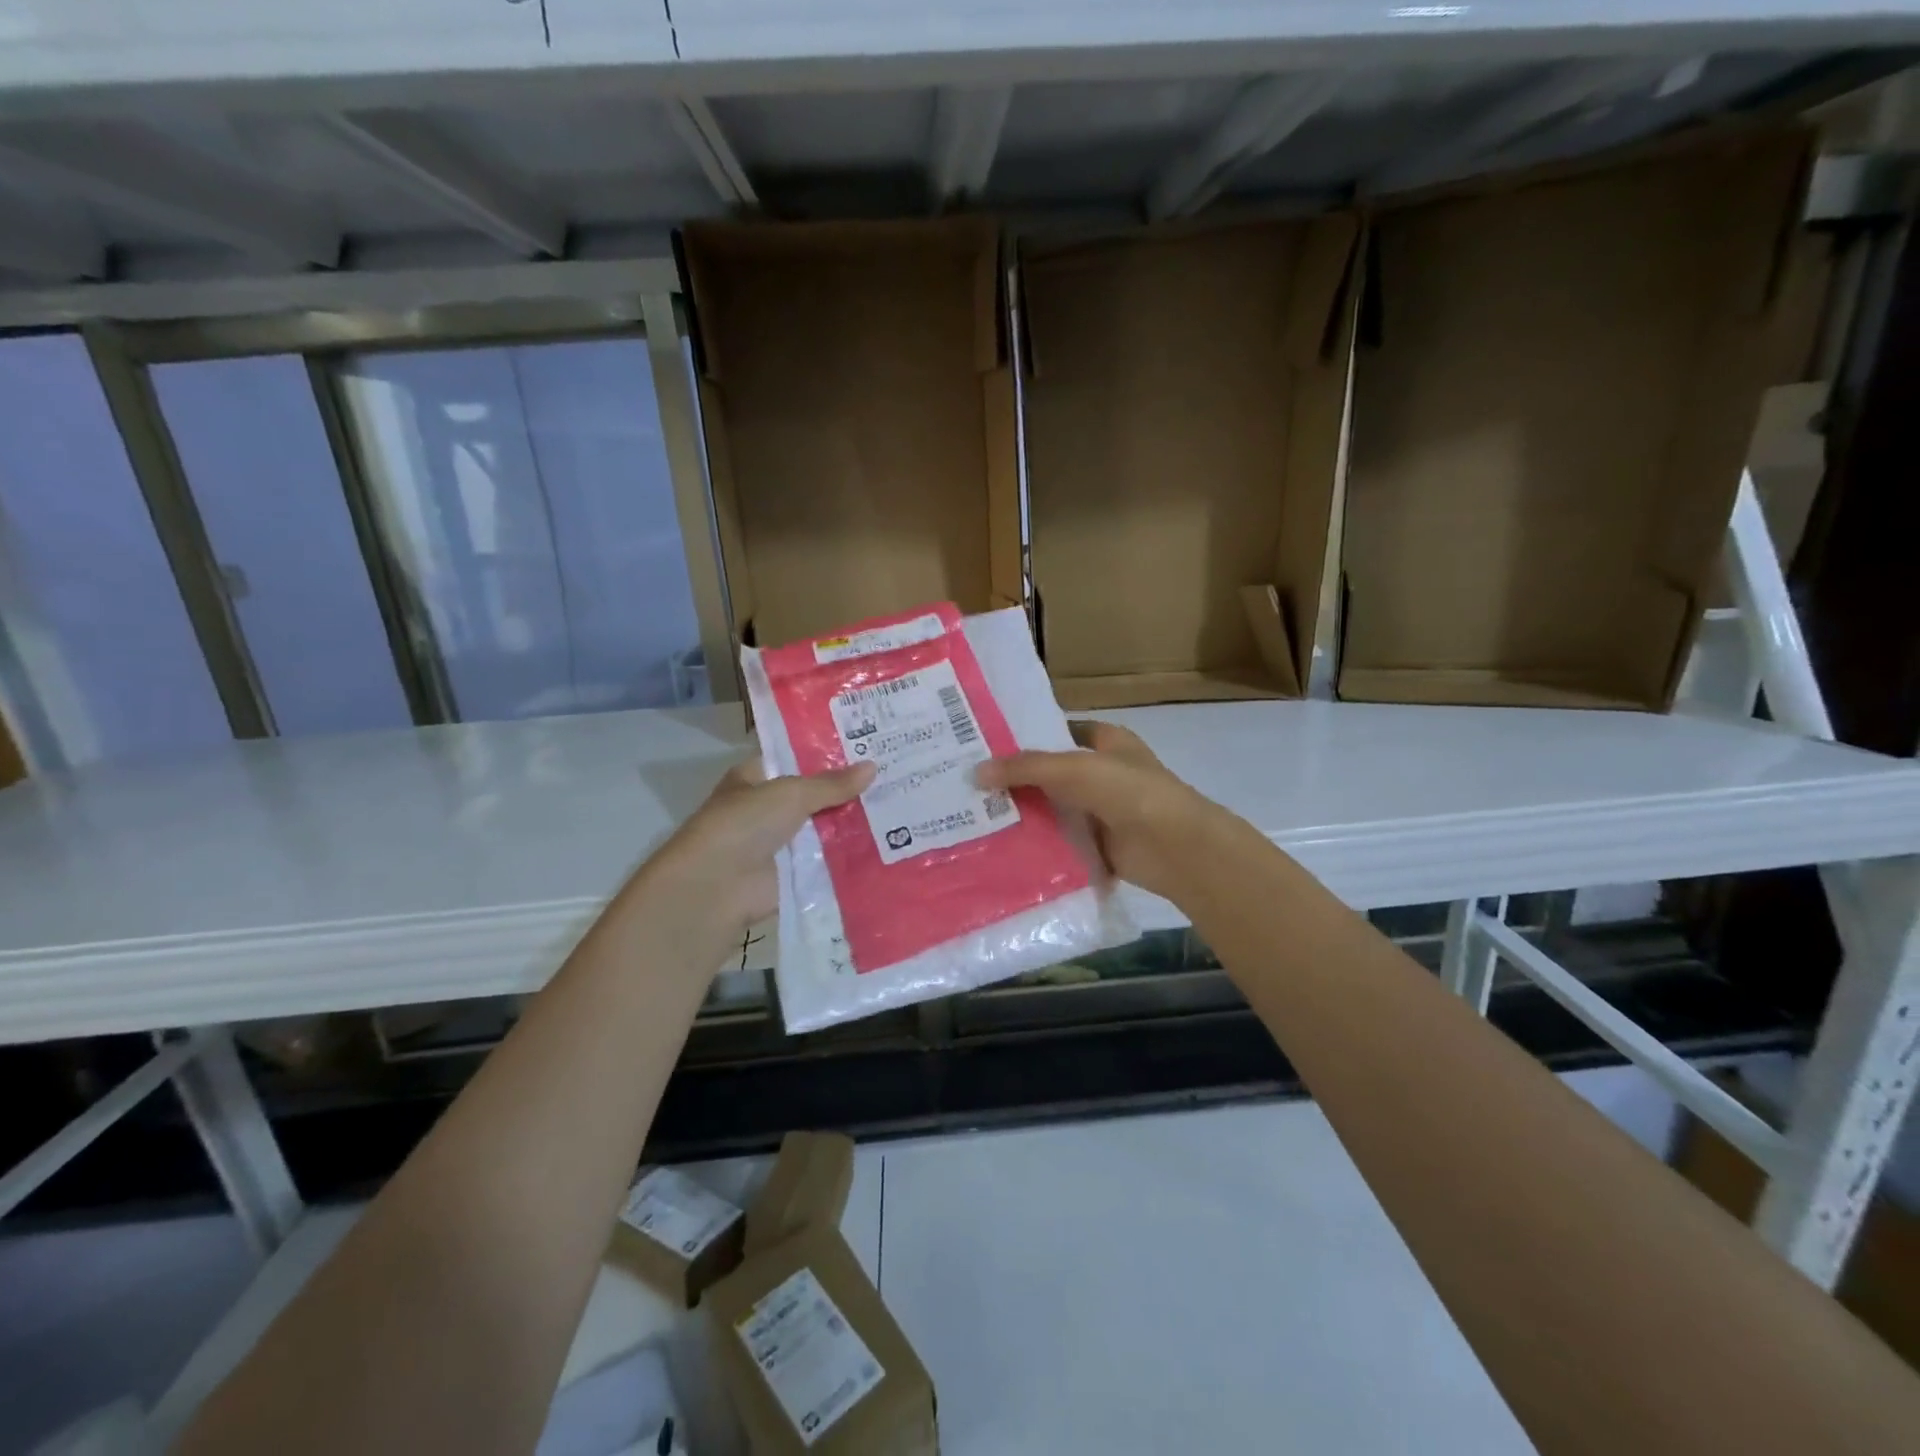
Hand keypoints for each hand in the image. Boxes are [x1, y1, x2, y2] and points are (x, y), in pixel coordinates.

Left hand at [639, 757, 874, 945]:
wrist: (718, 886)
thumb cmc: (745, 824)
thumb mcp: (791, 793)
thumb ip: (832, 784)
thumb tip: (873, 766)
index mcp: (755, 779)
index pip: (794, 760)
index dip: (826, 754)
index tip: (866, 747)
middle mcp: (766, 809)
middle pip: (814, 796)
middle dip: (847, 790)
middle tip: (892, 776)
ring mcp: (780, 844)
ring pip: (823, 828)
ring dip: (853, 824)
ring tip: (899, 809)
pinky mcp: (793, 874)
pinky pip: (828, 860)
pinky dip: (851, 856)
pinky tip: (887, 846)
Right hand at [975, 721, 1239, 902]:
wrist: (1174, 846)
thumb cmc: (1128, 791)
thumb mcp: (1071, 768)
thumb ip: (1024, 767)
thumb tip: (975, 773)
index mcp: (1107, 741)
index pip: (1059, 731)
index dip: (1027, 735)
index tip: (986, 744)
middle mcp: (1104, 773)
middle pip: (1052, 774)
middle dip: (1017, 780)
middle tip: (968, 784)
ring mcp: (1103, 811)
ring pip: (1054, 809)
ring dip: (1024, 815)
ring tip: (974, 818)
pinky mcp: (1099, 846)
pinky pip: (1062, 842)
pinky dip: (1038, 846)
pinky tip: (1002, 848)